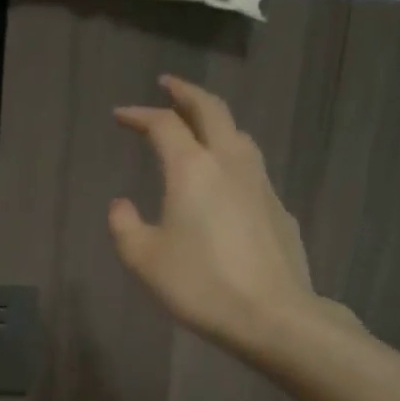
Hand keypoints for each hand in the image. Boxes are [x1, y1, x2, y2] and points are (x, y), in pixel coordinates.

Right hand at [111, 75, 331, 357]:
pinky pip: (251, 167)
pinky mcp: (278, 208)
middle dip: (186, 93)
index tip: (121, 115)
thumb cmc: (199, 284)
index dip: (140, 115)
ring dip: (214, 121)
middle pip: (211, 110)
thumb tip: (121, 205)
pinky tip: (225, 181)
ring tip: (198, 126)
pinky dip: (232, 156)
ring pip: (238, 134)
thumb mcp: (143, 259)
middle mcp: (229, 163)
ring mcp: (260, 184)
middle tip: (168, 85)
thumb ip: (124, 226)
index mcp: (192, 169)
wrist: (272, 315)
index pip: (163, 125)